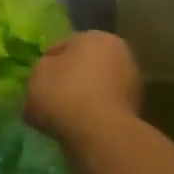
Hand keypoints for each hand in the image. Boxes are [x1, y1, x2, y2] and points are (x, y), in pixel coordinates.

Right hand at [25, 30, 142, 142]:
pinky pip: (104, 109)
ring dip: (82, 97)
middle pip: (85, 65)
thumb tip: (49, 75)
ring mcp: (133, 86)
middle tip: (49, 94)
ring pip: (96, 88)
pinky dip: (93, 115)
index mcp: (97, 38)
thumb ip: (42, 69)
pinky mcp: (136, 113)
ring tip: (61, 114)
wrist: (99, 135)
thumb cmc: (64, 93)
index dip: (48, 61)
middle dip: (69, 78)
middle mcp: (121, 55)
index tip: (37, 78)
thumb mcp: (37, 73)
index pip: (64, 45)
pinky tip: (76, 125)